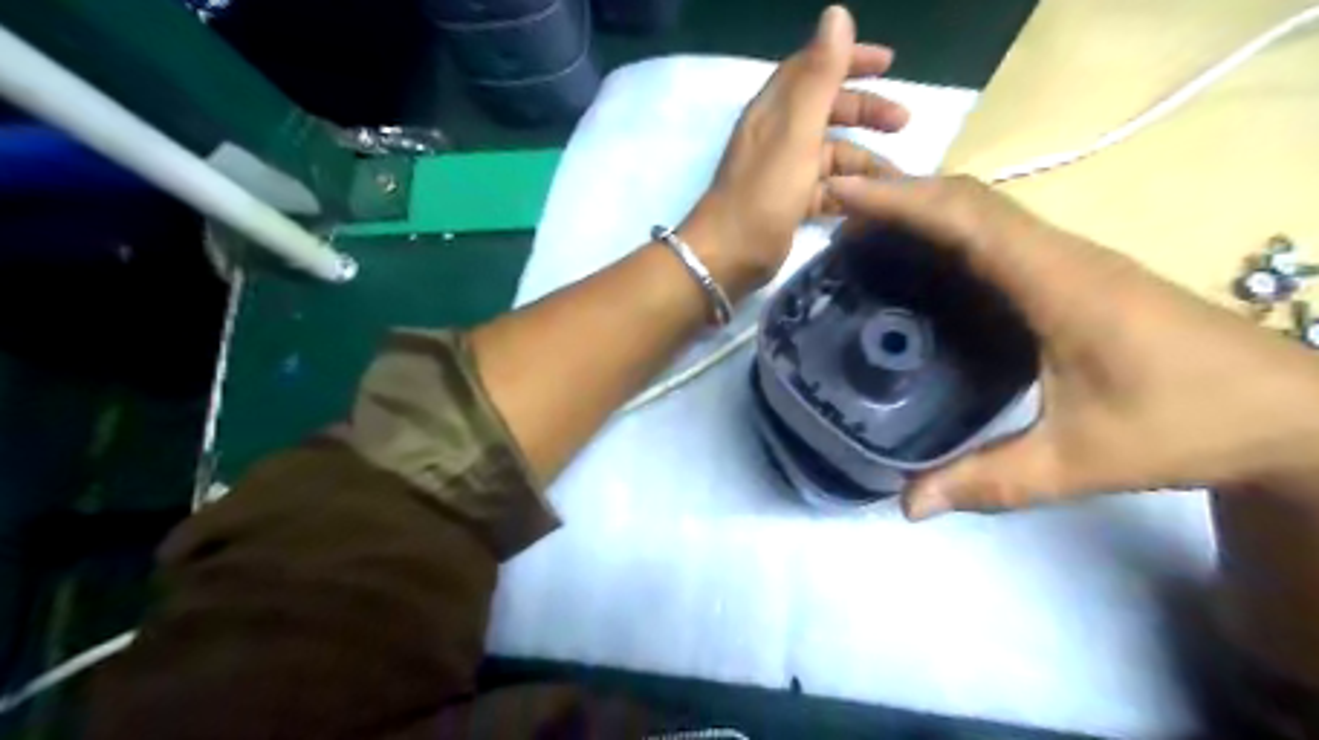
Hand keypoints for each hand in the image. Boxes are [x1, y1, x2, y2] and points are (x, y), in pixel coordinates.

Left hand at [681, 4, 907, 299]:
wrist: (728, 257)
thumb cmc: (764, 194)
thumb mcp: (795, 133)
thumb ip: (818, 77)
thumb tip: (837, 14)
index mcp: (774, 111)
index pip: (811, 69)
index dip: (849, 59)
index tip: (890, 62)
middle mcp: (777, 136)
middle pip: (826, 112)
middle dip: (865, 112)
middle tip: (904, 122)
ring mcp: (782, 173)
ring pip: (830, 156)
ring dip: (863, 161)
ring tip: (896, 179)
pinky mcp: (787, 205)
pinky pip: (825, 190)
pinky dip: (848, 193)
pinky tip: (871, 204)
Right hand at [828, 173, 1318, 520]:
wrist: (1288, 412)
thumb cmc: (1188, 425)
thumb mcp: (1079, 463)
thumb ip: (989, 482)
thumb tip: (907, 504)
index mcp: (1057, 283)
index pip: (967, 218)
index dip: (901, 201)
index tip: (843, 196)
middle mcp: (1059, 256)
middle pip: (969, 200)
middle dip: (899, 198)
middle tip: (838, 218)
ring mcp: (1069, 261)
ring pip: (985, 212)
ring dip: (923, 211)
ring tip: (864, 237)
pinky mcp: (1073, 276)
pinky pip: (998, 237)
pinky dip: (948, 234)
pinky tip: (922, 265)